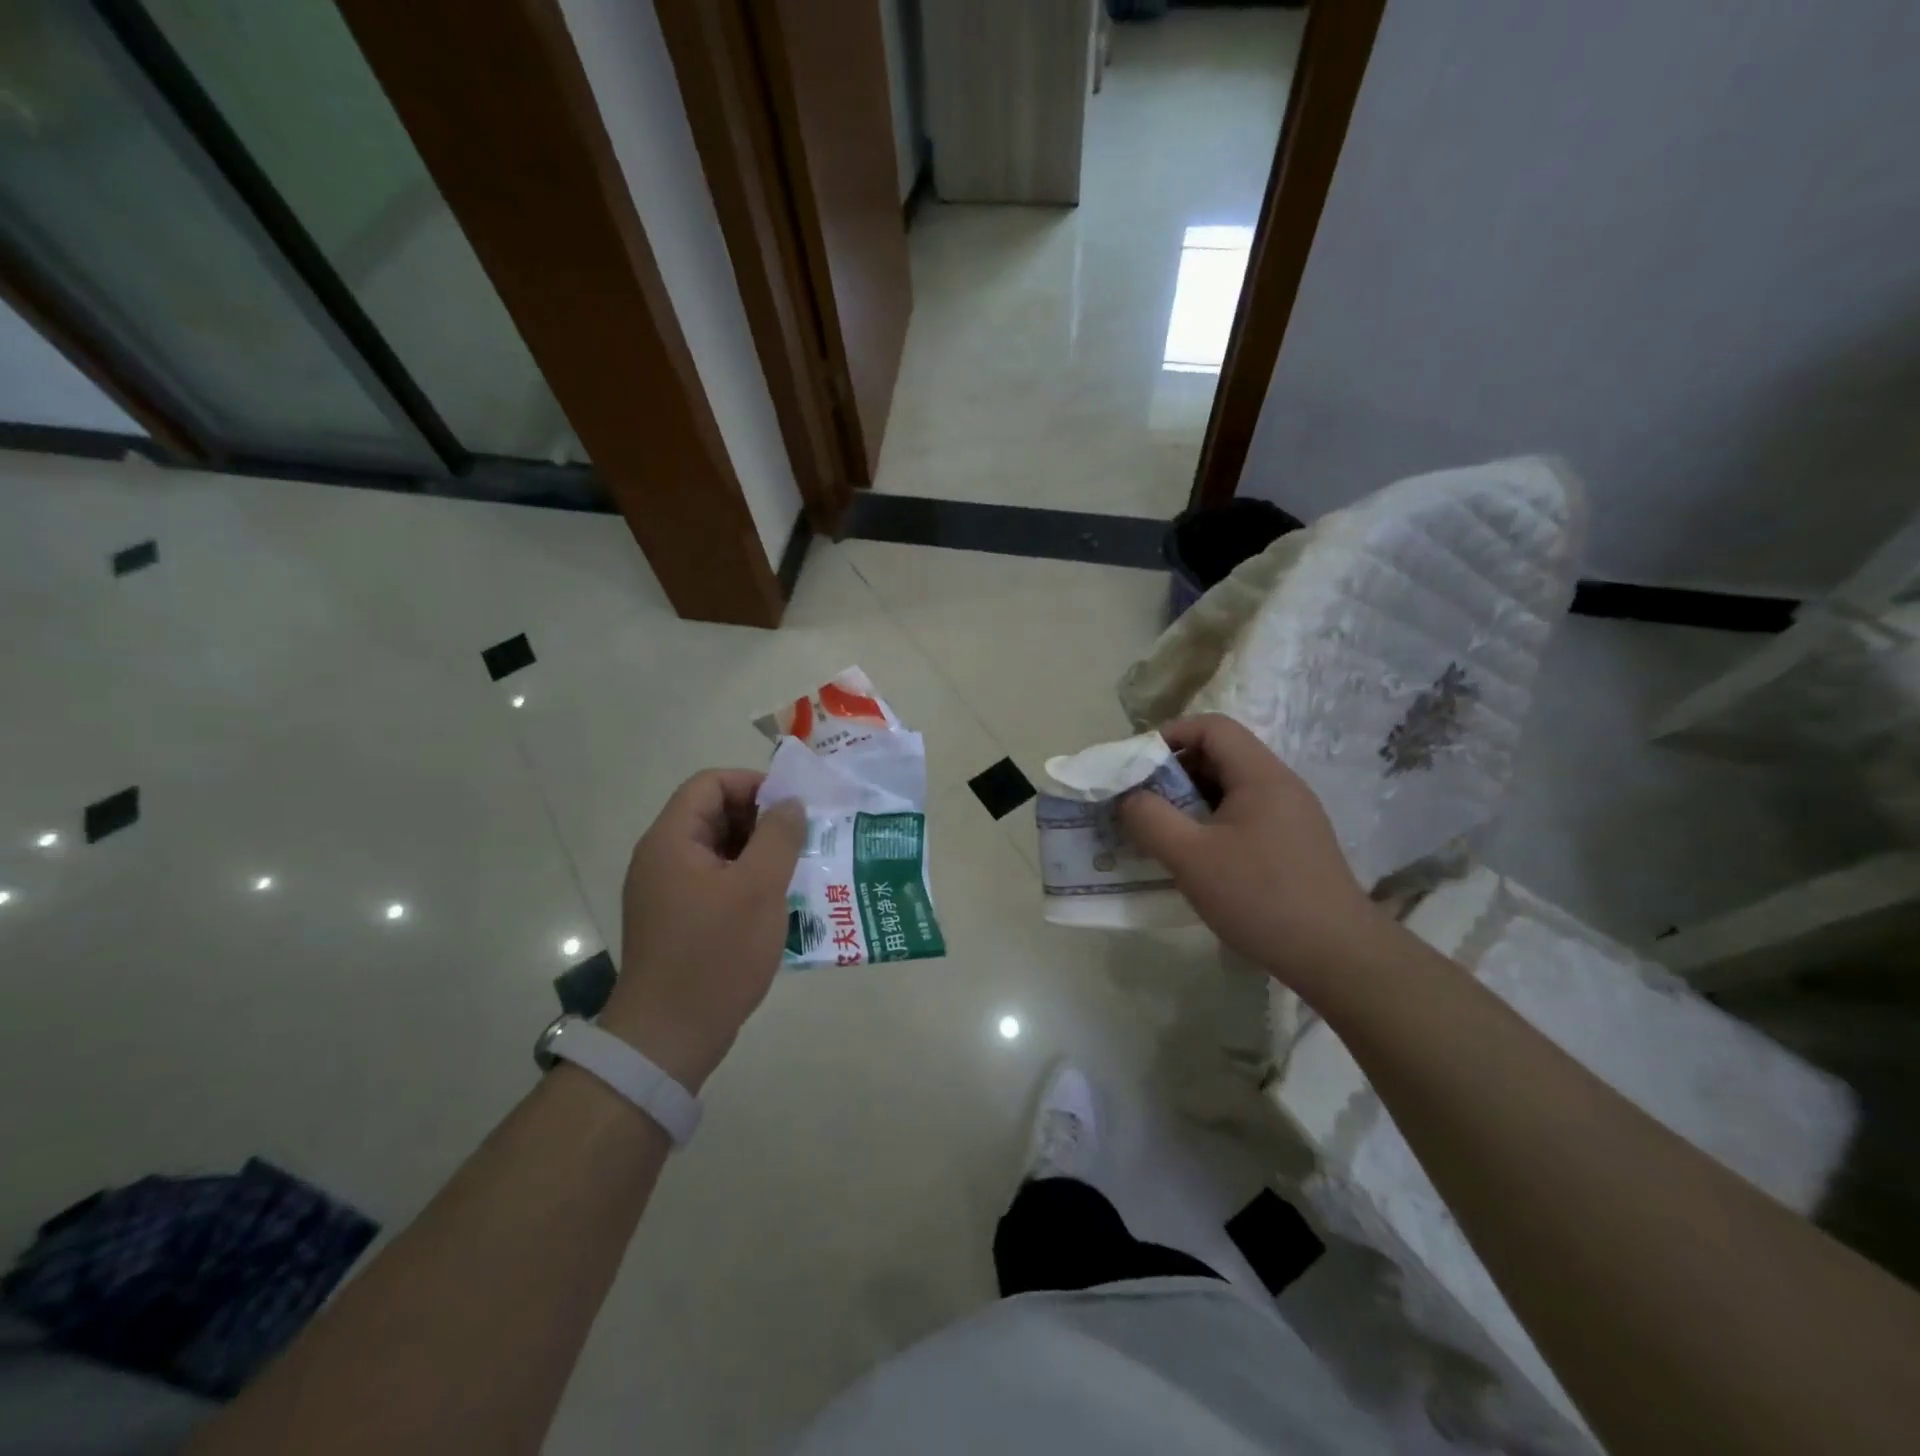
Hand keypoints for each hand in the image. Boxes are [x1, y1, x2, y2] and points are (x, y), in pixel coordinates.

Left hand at [600, 770, 804, 1090]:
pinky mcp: (678, 920)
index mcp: (672, 841)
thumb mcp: (759, 888)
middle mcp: (662, 858)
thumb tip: (789, 804)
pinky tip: (779, 902)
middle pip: (713, 814)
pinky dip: (747, 882)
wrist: (669, 1037)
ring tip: (798, 870)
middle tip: (803, 840)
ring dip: (759, 853)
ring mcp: (668, 892)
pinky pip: (716, 882)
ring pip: (719, 851)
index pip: (710, 784)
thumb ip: (779, 837)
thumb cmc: (715, 954)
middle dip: (761, 821)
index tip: (792, 809)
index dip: (752, 785)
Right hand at [1118, 715, 1382, 995]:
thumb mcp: (1191, 857)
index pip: (1212, 727)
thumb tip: (1128, 797)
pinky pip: (1243, 818)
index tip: (1137, 765)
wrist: (1338, 957)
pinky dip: (1211, 825)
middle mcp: (1281, 786)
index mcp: (1261, 776)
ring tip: (1160, 832)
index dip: (1170, 735)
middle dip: (1174, 772)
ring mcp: (1291, 817)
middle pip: (1221, 756)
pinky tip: (1195, 859)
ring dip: (1191, 802)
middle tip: (1141, 802)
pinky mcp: (1293, 846)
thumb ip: (1150, 819)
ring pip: (1230, 790)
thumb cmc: (1260, 897)